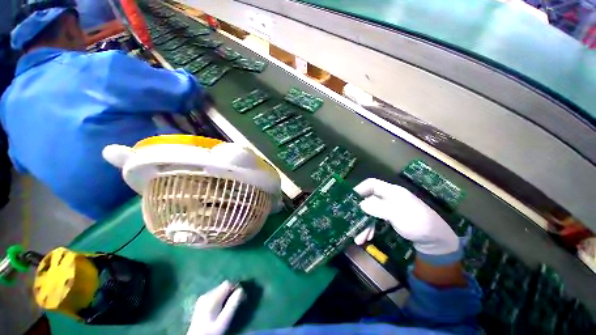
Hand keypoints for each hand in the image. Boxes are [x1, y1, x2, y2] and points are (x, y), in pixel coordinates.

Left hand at [186, 281, 244, 334]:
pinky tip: (220, 309)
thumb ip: (232, 305)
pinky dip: (220, 299)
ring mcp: (202, 298)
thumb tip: (241, 290)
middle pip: (223, 286)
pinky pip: (214, 295)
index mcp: (211, 297)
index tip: (242, 297)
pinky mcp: (201, 303)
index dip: (236, 287)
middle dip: (231, 292)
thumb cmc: (211, 332)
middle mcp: (206, 294)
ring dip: (226, 296)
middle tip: (236, 303)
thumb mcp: (224, 321)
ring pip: (219, 290)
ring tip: (228, 307)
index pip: (227, 283)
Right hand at [354, 179, 458, 256]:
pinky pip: (375, 220)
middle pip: (368, 200)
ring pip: (370, 212)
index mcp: (391, 192)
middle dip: (359, 213)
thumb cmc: (418, 223)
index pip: (371, 184)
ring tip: (359, 238)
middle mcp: (388, 198)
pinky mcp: (390, 219)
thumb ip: (377, 208)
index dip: (359, 189)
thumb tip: (360, 204)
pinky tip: (366, 238)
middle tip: (351, 222)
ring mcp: (389, 209)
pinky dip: (370, 228)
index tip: (349, 199)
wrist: (436, 241)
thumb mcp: (397, 214)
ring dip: (364, 224)